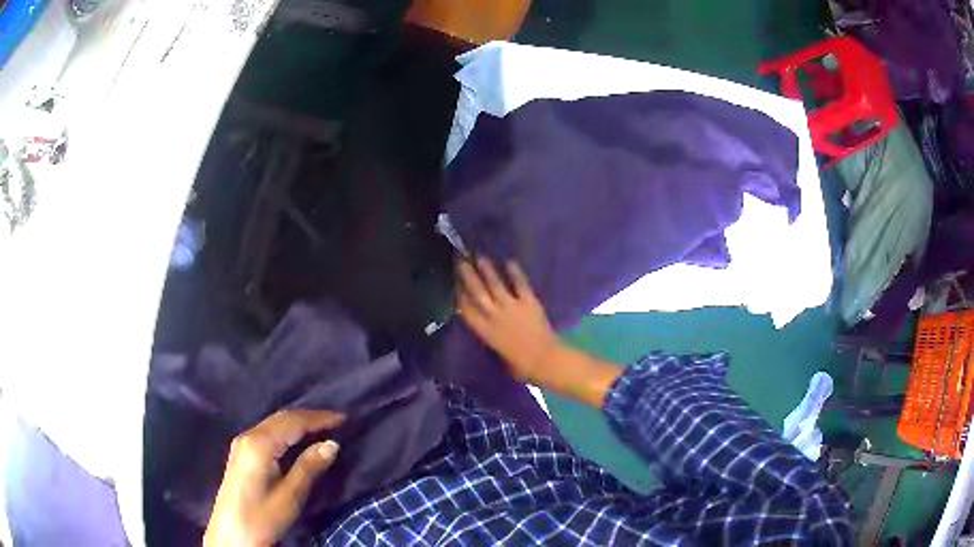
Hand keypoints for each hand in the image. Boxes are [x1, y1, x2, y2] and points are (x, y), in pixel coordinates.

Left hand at [204, 409, 345, 546]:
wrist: (231, 534)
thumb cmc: (262, 517)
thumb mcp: (290, 495)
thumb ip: (309, 467)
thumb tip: (332, 444)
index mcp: (259, 444)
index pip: (292, 421)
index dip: (319, 418)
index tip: (344, 419)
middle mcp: (248, 436)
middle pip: (281, 418)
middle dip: (309, 417)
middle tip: (336, 421)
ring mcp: (242, 444)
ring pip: (274, 424)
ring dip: (298, 423)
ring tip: (322, 427)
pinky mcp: (241, 453)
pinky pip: (268, 432)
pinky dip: (287, 431)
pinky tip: (297, 439)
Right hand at [457, 257, 559, 385]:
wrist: (544, 361)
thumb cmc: (520, 367)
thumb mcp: (497, 356)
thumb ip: (489, 339)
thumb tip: (485, 330)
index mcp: (484, 332)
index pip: (465, 309)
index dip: (458, 294)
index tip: (453, 281)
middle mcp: (494, 316)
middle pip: (477, 292)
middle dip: (467, 275)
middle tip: (461, 260)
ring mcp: (512, 307)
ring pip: (495, 285)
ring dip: (487, 270)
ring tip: (480, 257)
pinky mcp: (529, 303)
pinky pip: (520, 284)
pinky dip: (515, 273)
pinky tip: (510, 262)